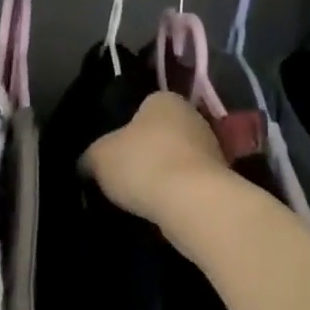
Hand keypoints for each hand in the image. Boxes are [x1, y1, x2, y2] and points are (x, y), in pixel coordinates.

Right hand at [81, 91, 229, 234]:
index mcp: (164, 99)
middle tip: (124, 174)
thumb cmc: (143, 164)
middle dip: (147, 152)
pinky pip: (191, 185)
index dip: (125, 128)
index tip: (114, 151)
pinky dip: (178, 195)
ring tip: (141, 198)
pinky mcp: (223, 182)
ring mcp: (213, 150)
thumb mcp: (98, 157)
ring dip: (164, 175)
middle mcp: (193, 117)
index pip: (142, 107)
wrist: (194, 204)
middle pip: (162, 133)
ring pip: (178, 160)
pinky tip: (162, 210)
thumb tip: (86, 166)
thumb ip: (91, 157)